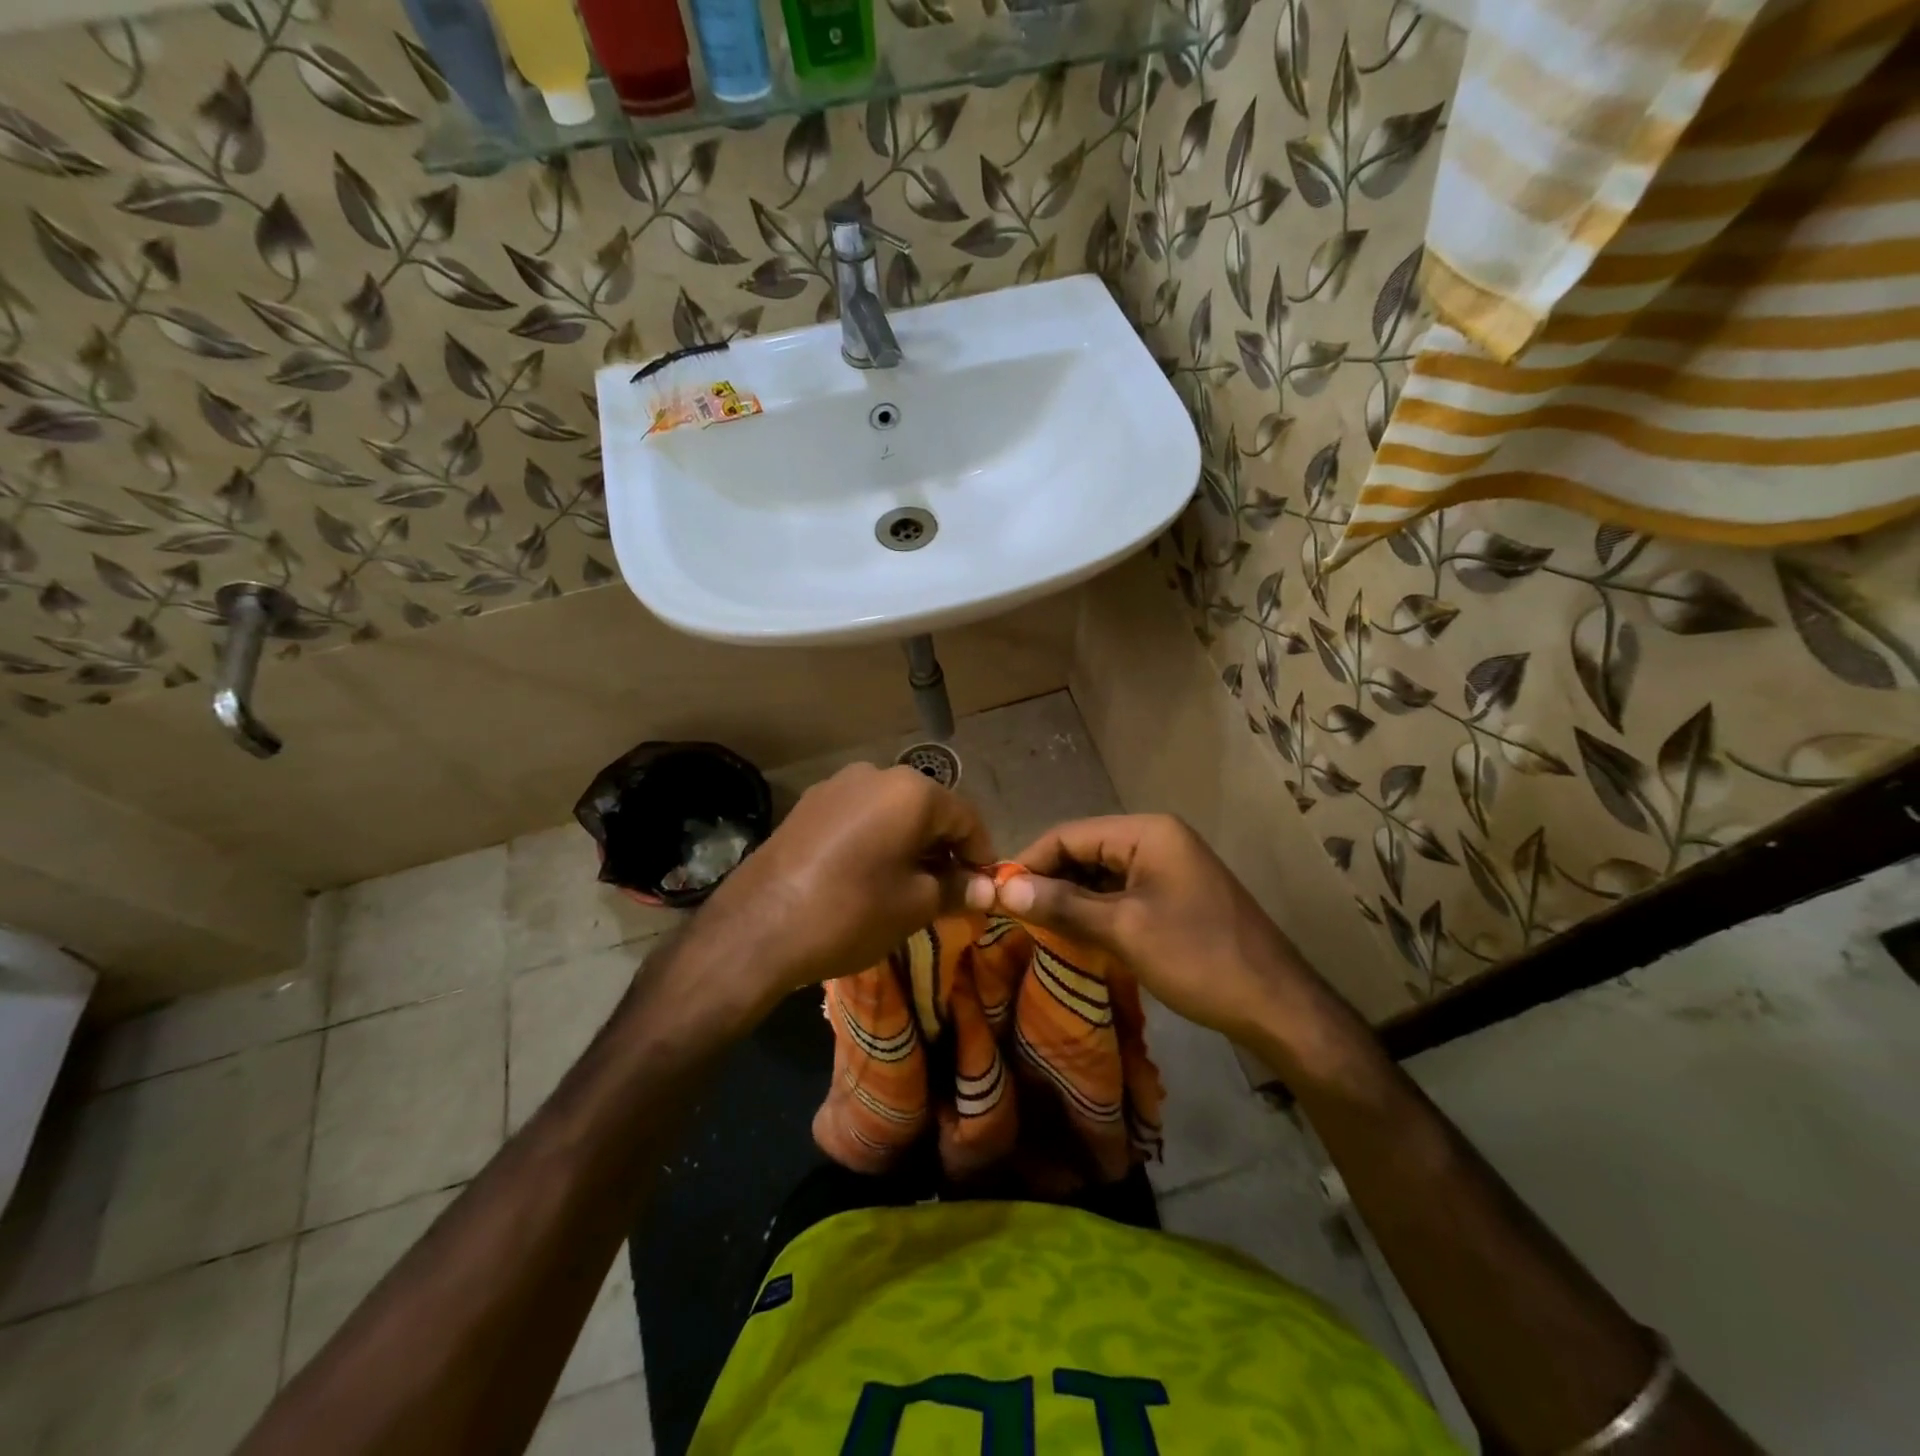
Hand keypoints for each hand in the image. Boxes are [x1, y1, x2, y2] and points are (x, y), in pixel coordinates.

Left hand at [698, 763, 992, 1011]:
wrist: (757, 927)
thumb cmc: (851, 912)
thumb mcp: (914, 906)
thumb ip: (956, 889)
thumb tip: (987, 889)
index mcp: (911, 790)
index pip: (966, 818)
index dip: (980, 854)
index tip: (984, 888)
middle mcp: (876, 773)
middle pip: (928, 809)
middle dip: (943, 848)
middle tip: (949, 891)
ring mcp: (836, 785)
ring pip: (891, 812)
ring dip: (909, 843)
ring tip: (908, 885)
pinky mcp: (808, 805)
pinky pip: (858, 817)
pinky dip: (875, 840)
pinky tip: (868, 874)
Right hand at [967, 814, 1318, 1043]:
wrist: (1276, 1004)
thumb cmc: (1197, 957)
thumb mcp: (1123, 930)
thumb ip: (1062, 905)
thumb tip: (1003, 888)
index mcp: (1146, 832)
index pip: (1069, 834)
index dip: (1030, 861)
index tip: (995, 892)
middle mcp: (1157, 838)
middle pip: (1085, 849)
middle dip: (1049, 879)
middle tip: (1012, 913)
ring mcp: (1168, 865)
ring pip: (1101, 872)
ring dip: (1071, 896)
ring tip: (1036, 925)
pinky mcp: (1174, 892)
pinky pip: (1122, 890)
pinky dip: (1096, 907)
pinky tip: (1074, 931)